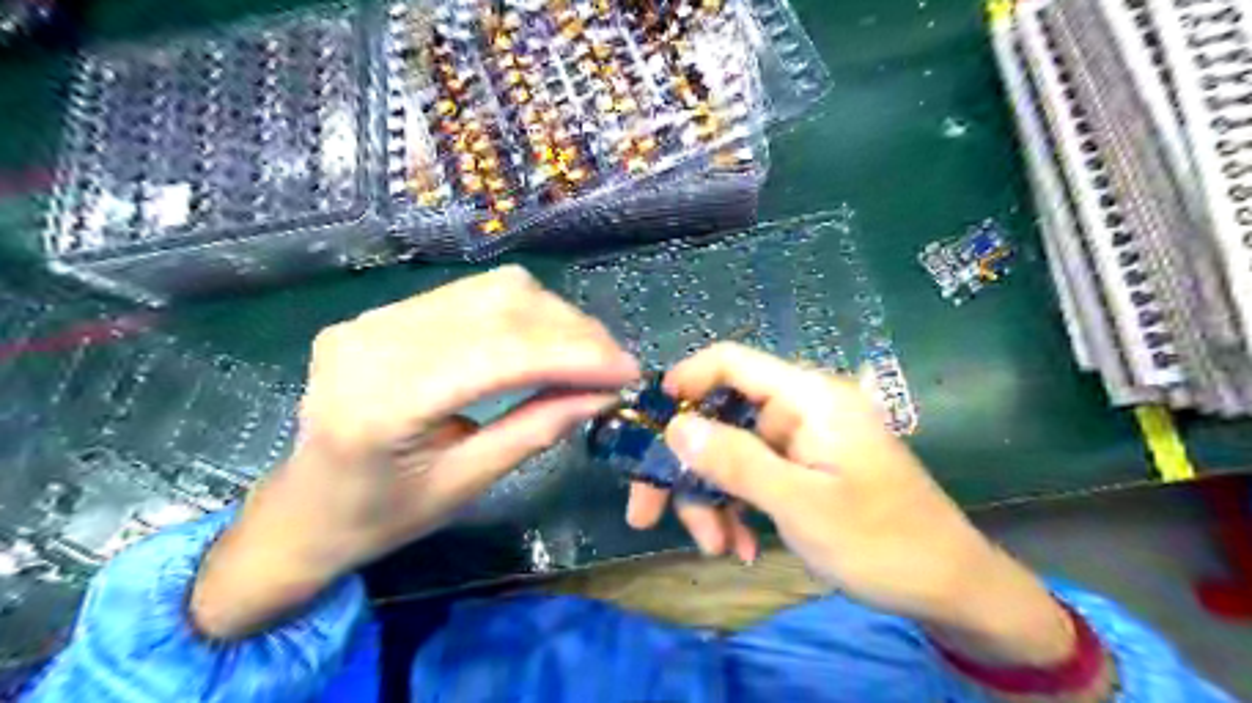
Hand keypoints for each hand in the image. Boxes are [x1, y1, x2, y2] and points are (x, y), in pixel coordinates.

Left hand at [194, 266, 645, 639]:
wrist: (301, 509)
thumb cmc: (380, 517)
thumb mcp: (467, 483)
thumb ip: (537, 429)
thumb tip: (605, 394)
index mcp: (382, 403)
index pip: (500, 354)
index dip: (574, 355)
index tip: (629, 370)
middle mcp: (372, 341)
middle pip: (499, 306)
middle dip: (572, 331)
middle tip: (615, 364)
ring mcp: (374, 318)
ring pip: (492, 290)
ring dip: (553, 318)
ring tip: (588, 354)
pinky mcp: (383, 312)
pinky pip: (472, 296)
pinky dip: (523, 315)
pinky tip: (546, 342)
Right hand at [631, 342, 1080, 669]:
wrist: (949, 588)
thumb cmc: (881, 540)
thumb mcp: (801, 503)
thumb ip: (736, 461)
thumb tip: (674, 426)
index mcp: (808, 397)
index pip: (732, 362)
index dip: (685, 382)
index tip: (646, 422)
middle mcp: (799, 410)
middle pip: (721, 418)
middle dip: (685, 466)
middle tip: (646, 513)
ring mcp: (799, 442)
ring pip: (730, 454)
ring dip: (712, 499)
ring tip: (716, 547)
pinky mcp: (800, 470)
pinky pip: (752, 477)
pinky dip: (737, 509)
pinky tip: (739, 547)